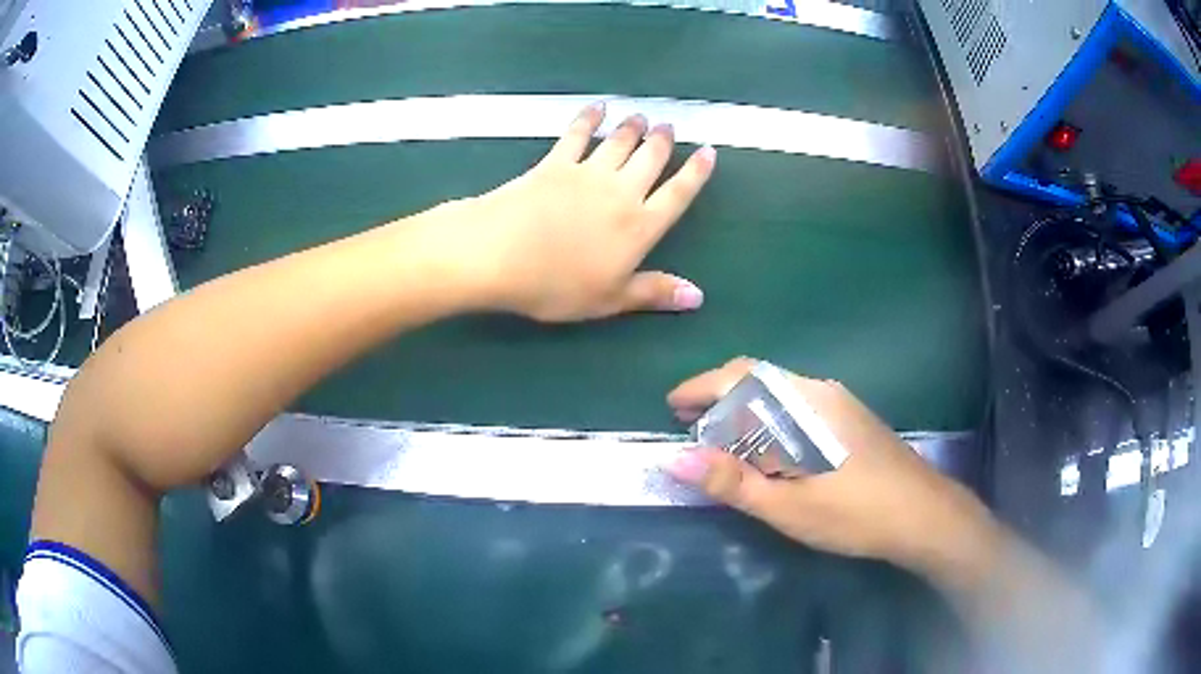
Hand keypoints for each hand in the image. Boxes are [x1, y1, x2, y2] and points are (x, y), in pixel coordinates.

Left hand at [452, 102, 715, 321]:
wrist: (499, 254)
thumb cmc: (555, 285)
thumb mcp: (609, 300)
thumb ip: (653, 292)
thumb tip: (698, 296)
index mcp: (639, 227)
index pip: (677, 194)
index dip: (696, 173)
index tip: (708, 151)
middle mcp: (620, 192)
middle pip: (650, 159)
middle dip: (663, 141)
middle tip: (669, 126)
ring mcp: (586, 173)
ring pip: (619, 142)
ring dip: (632, 127)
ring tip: (642, 117)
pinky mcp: (554, 163)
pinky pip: (576, 134)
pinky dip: (588, 119)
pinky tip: (597, 108)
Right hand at [665, 358, 997, 574]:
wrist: (923, 515)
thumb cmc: (854, 513)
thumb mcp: (788, 506)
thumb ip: (731, 481)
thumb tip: (675, 458)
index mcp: (804, 404)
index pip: (741, 376)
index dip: (701, 386)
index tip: (671, 406)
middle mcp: (820, 391)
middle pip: (758, 380)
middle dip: (719, 399)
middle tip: (690, 429)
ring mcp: (839, 403)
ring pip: (779, 395)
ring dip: (744, 413)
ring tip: (721, 446)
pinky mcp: (849, 419)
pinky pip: (797, 408)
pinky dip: (768, 422)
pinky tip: (766, 453)